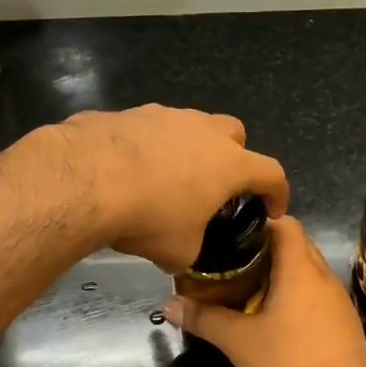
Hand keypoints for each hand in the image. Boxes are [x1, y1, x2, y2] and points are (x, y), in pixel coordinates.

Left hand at [57, 105, 289, 271]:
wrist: (88, 178)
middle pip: (234, 134)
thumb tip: (182, 253)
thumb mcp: (179, 251)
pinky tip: (129, 170)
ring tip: (167, 179)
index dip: (277, 193)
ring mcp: (166, 115)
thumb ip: (192, 249)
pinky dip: (149, 147)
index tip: (272, 210)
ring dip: (188, 149)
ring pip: (191, 126)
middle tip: (217, 186)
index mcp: (229, 163)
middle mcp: (204, 130)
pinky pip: (150, 129)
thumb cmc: (149, 216)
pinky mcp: (130, 113)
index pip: (271, 173)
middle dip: (233, 157)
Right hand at [163, 217, 365, 366]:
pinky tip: (270, 317)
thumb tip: (167, 305)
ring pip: (306, 273)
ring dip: (278, 274)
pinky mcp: (344, 326)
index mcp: (302, 270)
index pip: (284, 223)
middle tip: (227, 260)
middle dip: (262, 249)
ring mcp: (338, 303)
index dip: (256, 220)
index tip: (228, 231)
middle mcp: (324, 278)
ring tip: (243, 287)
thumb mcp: (240, 343)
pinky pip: (315, 296)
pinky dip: (293, 296)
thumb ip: (204, 319)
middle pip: (295, 246)